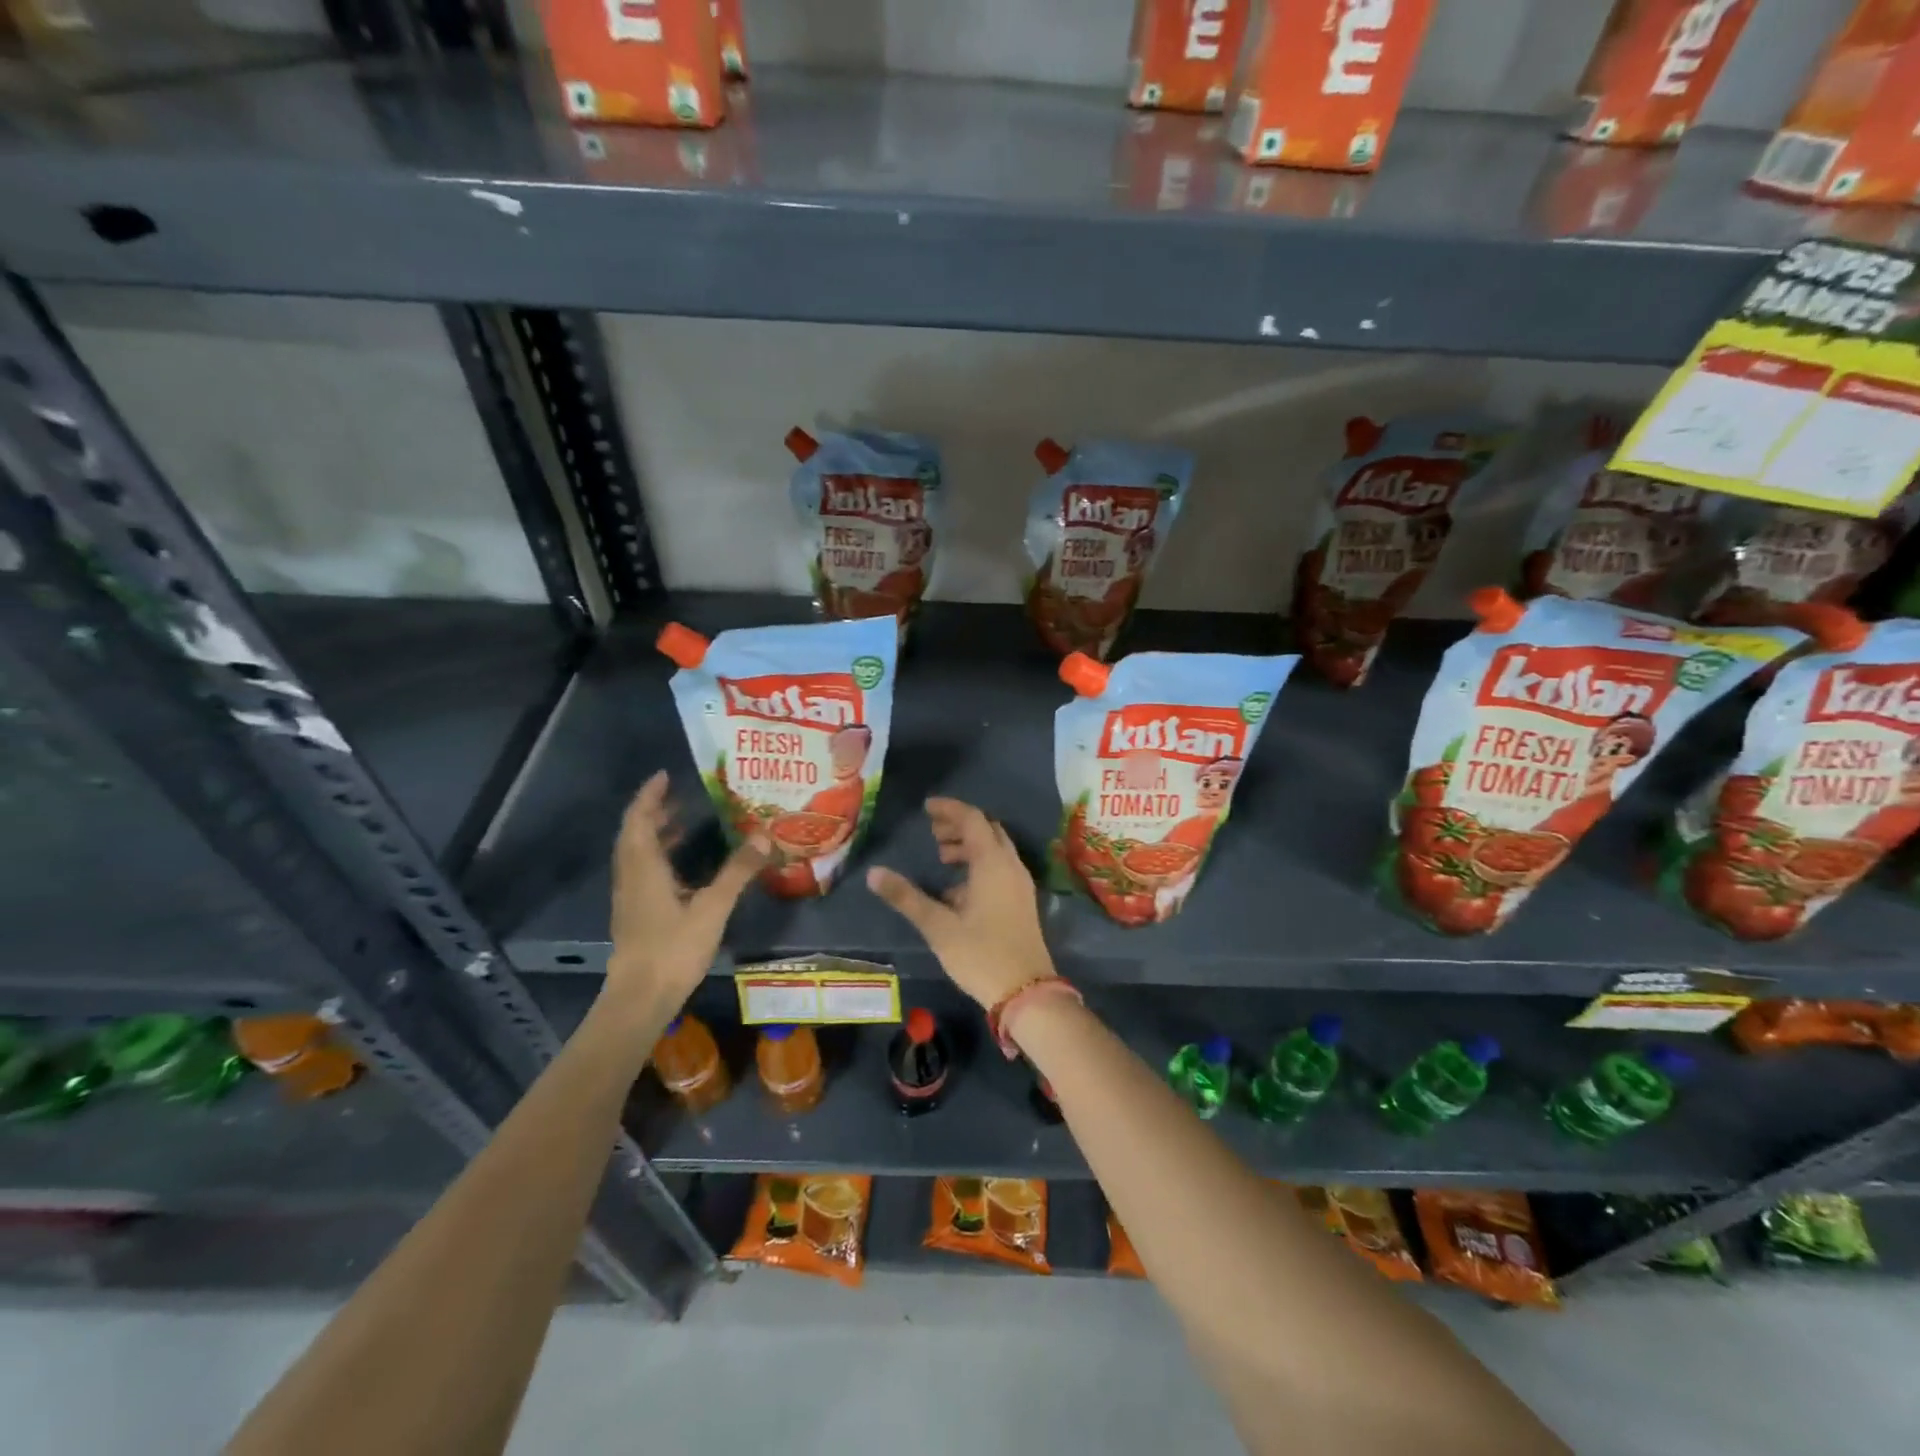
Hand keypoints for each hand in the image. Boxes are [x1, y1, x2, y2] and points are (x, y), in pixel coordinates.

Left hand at [606, 772, 766, 1017]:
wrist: (640, 998)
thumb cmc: (673, 948)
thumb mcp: (712, 907)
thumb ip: (737, 871)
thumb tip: (764, 836)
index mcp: (643, 867)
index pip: (640, 819)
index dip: (650, 795)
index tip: (664, 775)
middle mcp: (631, 876)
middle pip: (635, 834)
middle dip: (655, 812)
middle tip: (680, 797)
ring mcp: (630, 897)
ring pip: (637, 854)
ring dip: (656, 835)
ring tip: (684, 824)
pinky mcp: (635, 914)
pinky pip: (643, 872)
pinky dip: (659, 857)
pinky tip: (684, 868)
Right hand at [866, 797, 1055, 1008]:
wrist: (1027, 992)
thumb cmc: (981, 954)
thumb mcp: (938, 926)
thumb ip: (906, 897)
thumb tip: (874, 873)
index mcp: (993, 863)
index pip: (972, 819)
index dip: (949, 809)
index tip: (926, 808)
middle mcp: (1011, 866)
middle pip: (987, 830)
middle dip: (960, 825)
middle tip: (933, 833)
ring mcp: (1020, 884)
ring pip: (996, 849)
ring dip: (970, 845)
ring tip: (941, 856)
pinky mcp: (1022, 901)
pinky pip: (1001, 867)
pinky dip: (980, 863)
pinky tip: (957, 888)